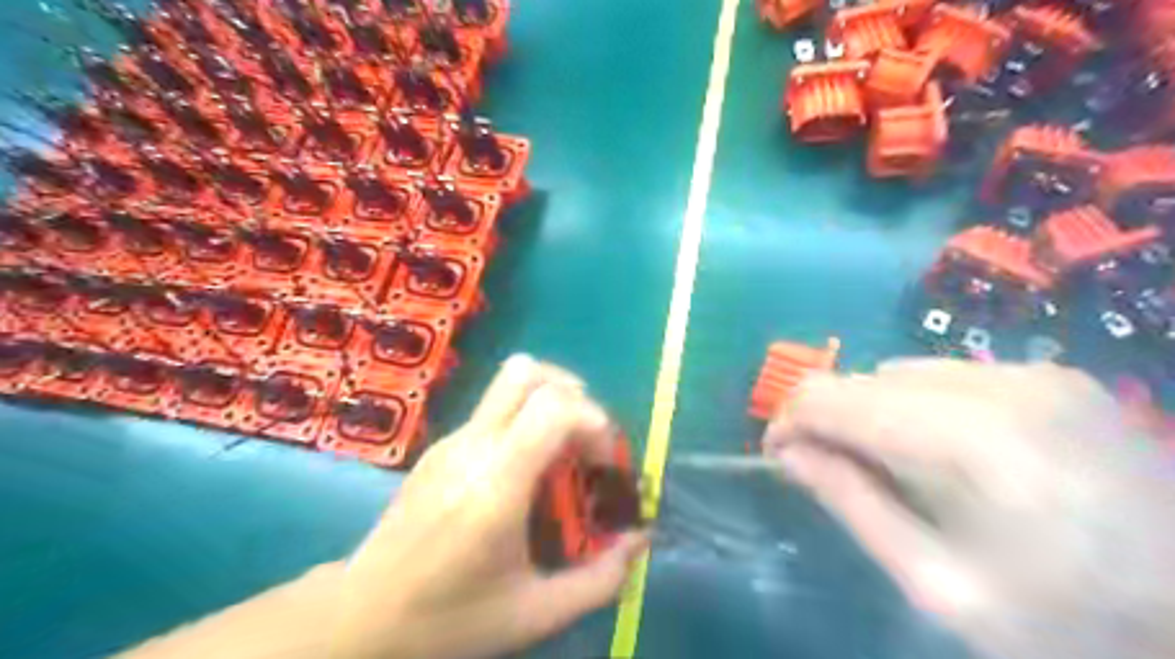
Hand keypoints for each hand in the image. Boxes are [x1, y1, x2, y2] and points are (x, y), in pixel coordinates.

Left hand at [326, 356, 645, 658]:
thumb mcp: (534, 614)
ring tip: (563, 449)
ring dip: (549, 401)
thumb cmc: (448, 620)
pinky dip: (526, 420)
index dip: (595, 421)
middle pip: (528, 373)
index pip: (554, 408)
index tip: (604, 462)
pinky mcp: (440, 446)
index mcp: (496, 484)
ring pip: (509, 383)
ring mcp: (451, 441)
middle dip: (573, 393)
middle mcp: (472, 447)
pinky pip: (494, 409)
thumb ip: (599, 579)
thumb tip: (639, 540)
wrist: (360, 617)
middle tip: (587, 441)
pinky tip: (526, 470)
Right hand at [763, 359, 1174, 658]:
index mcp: (971, 444)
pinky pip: (943, 375)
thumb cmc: (1069, 628)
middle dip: (825, 416)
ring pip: (897, 371)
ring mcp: (1033, 374)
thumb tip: (788, 453)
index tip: (776, 456)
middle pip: (863, 378)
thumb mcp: (937, 585)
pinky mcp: (1052, 376)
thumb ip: (851, 505)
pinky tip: (932, 448)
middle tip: (820, 465)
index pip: (834, 399)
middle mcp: (1001, 387)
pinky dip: (912, 404)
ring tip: (878, 461)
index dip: (789, 421)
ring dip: (867, 409)